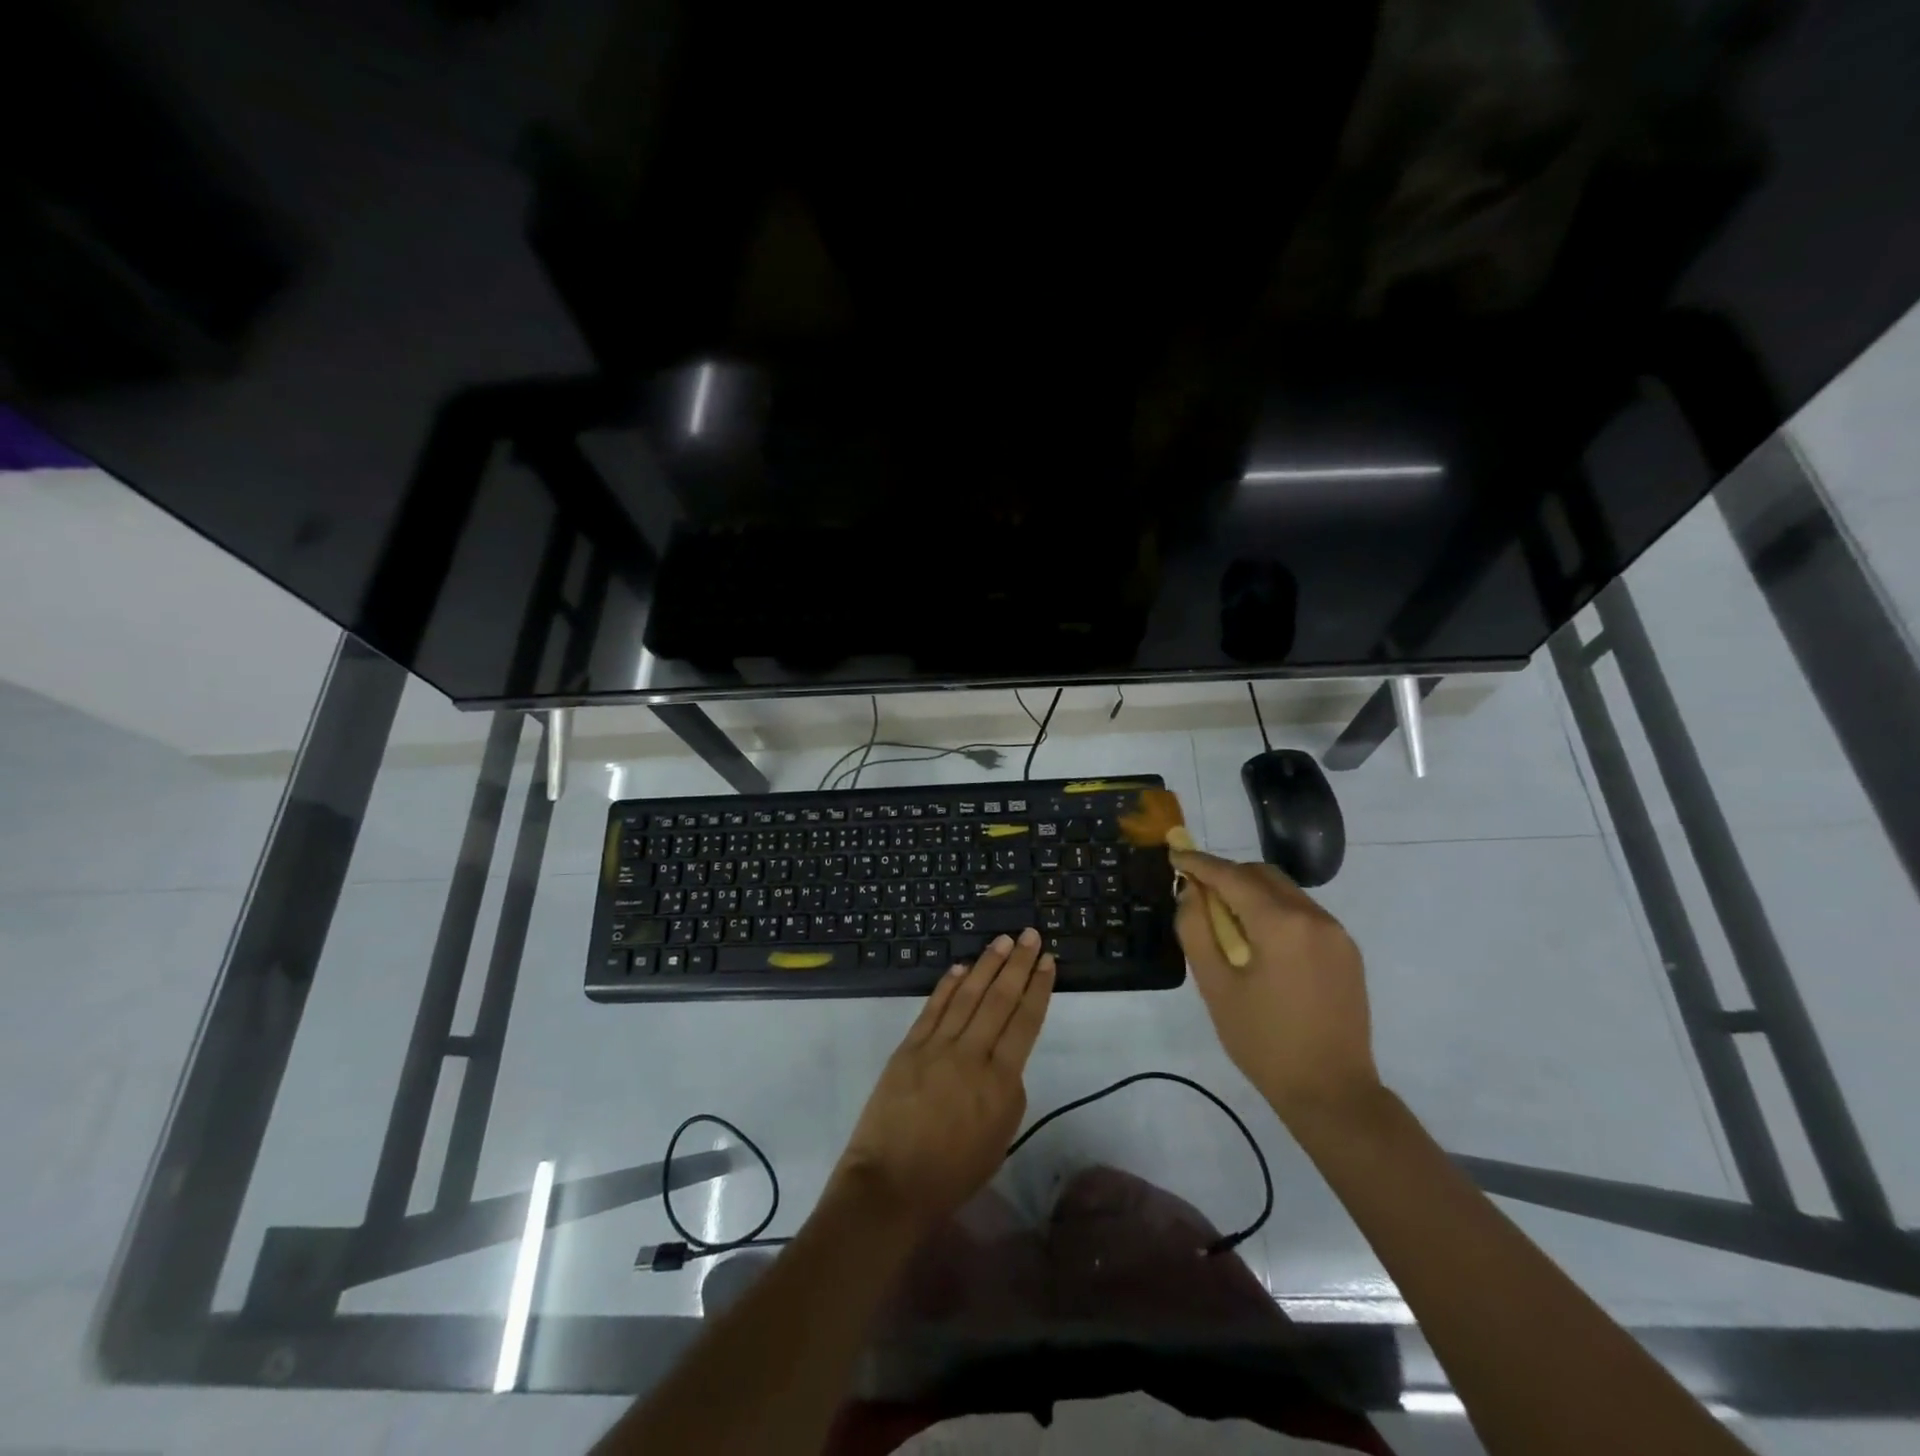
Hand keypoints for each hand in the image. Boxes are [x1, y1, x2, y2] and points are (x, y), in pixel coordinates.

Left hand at [833, 930, 1055, 1229]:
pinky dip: (948, 985)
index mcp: (1001, 1083)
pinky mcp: (909, 1047)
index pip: (1024, 1022)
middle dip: (1017, 964)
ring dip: (987, 965)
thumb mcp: (998, 1139)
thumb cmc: (952, 1174)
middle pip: (999, 999)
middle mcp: (972, 1056)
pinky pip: (933, 1009)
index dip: (1037, 988)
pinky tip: (961, 968)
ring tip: (1001, 940)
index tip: (1047, 962)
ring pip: (968, 996)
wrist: (891, 1185)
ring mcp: (937, 1047)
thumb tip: (1003, 1060)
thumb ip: (1007, 1093)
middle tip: (1029, 935)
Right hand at [1172, 850, 1380, 1124]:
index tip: (1175, 854)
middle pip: (1262, 875)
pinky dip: (1275, 911)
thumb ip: (1196, 930)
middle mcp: (1314, 917)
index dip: (1200, 863)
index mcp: (1281, 924)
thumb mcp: (1215, 986)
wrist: (1332, 1093)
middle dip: (1226, 875)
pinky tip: (1260, 941)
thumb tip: (1190, 891)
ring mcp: (1337, 933)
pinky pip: (1304, 913)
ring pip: (1285, 891)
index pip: (1232, 876)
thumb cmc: (1264, 1042)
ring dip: (1252, 892)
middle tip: (1197, 893)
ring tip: (1226, 921)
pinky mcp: (1347, 951)